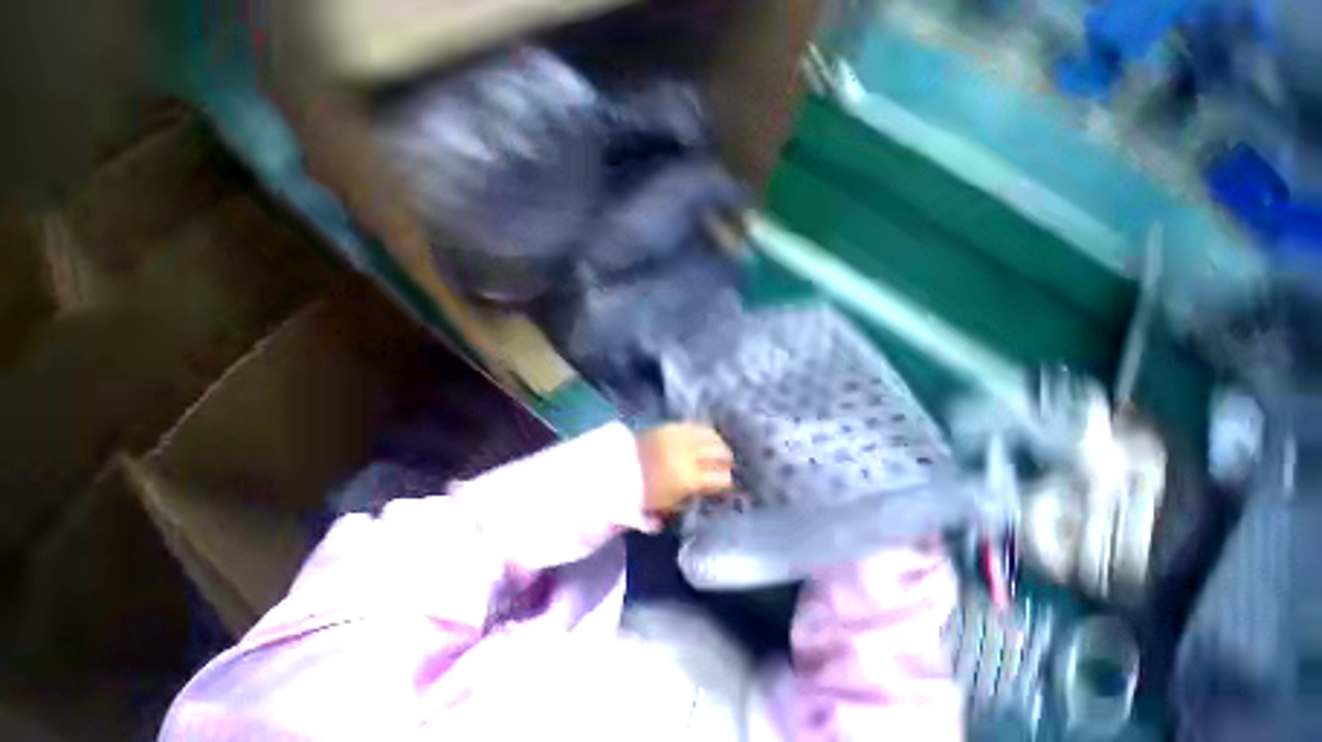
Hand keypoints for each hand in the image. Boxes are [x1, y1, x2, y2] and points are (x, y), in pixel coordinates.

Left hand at [636, 424, 733, 514]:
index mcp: (692, 478)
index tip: (734, 486)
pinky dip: (706, 432)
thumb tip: (705, 493)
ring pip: (713, 436)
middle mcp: (692, 454)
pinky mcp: (673, 426)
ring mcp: (682, 437)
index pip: (724, 478)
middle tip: (729, 467)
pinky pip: (697, 426)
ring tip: (721, 451)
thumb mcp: (668, 505)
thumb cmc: (642, 492)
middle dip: (729, 461)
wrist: (616, 468)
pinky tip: (707, 437)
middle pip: (722, 453)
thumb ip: (691, 500)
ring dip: (720, 444)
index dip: (732, 482)